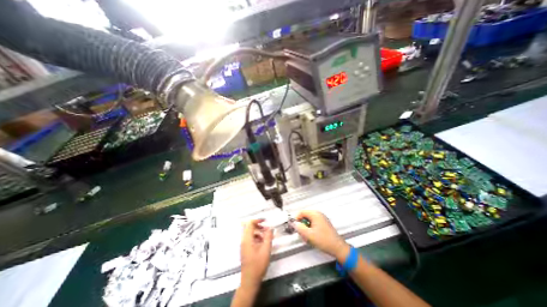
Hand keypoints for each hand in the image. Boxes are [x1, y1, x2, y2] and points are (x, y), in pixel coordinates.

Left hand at [240, 219, 272, 290]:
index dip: (258, 220)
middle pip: (249, 227)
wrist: (250, 281)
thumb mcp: (266, 249)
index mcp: (247, 239)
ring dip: (258, 232)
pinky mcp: (245, 249)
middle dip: (258, 225)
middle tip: (266, 228)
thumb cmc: (258, 265)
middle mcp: (243, 240)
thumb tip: (270, 227)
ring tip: (267, 237)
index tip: (265, 221)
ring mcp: (243, 245)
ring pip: (250, 233)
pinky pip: (250, 238)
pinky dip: (256, 237)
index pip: (250, 223)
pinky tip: (263, 243)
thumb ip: (268, 237)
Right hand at [296, 211, 349, 260]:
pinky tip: (311, 237)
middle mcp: (318, 214)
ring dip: (306, 228)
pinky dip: (310, 229)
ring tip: (307, 237)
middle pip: (305, 216)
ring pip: (309, 221)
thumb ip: (300, 228)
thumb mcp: (309, 235)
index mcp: (315, 214)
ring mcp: (321, 219)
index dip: (297, 219)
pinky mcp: (323, 224)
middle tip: (301, 234)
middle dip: (302, 225)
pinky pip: (313, 224)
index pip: (301, 212)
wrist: (337, 247)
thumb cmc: (324, 240)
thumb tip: (295, 224)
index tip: (295, 226)